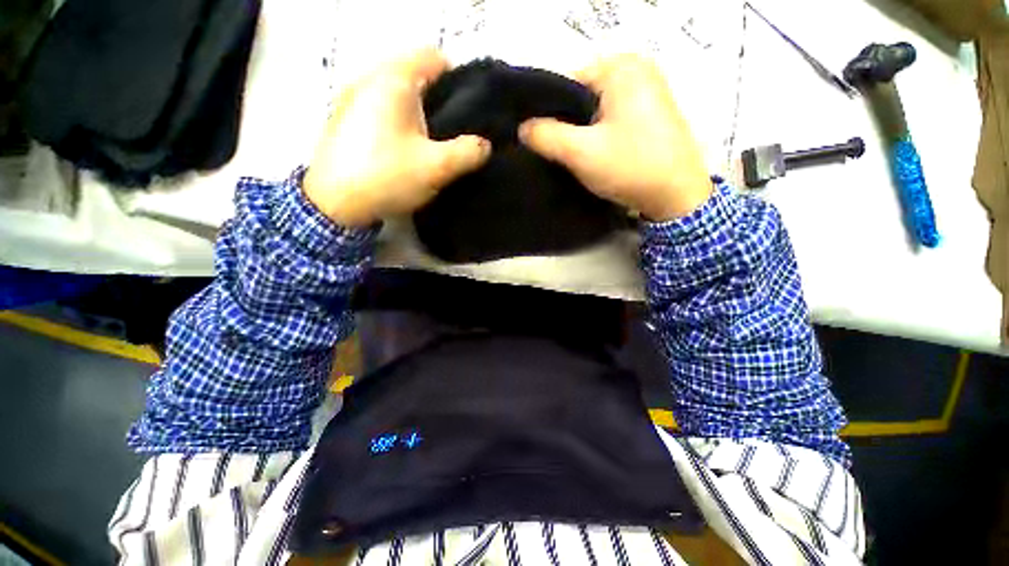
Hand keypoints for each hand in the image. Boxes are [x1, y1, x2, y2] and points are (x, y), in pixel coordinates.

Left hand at [303, 49, 490, 227]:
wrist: (334, 204)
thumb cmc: (387, 177)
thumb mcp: (437, 167)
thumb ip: (468, 152)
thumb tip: (484, 145)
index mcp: (393, 80)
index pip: (434, 58)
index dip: (458, 79)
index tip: (469, 111)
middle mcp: (369, 78)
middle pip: (414, 75)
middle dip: (438, 99)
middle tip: (453, 131)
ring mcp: (352, 98)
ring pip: (397, 93)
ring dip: (418, 112)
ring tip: (431, 141)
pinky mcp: (344, 118)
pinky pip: (381, 107)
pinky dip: (398, 120)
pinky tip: (404, 147)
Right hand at [519, 54, 712, 221]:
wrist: (676, 196)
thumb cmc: (630, 167)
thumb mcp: (580, 152)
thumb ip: (546, 136)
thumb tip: (522, 128)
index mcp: (621, 67)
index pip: (565, 82)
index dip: (546, 111)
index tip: (534, 138)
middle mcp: (635, 70)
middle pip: (580, 96)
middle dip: (563, 124)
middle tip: (550, 151)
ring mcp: (645, 92)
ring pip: (593, 110)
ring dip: (578, 133)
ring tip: (567, 155)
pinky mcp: (648, 114)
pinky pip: (608, 119)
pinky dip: (595, 135)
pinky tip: (589, 154)